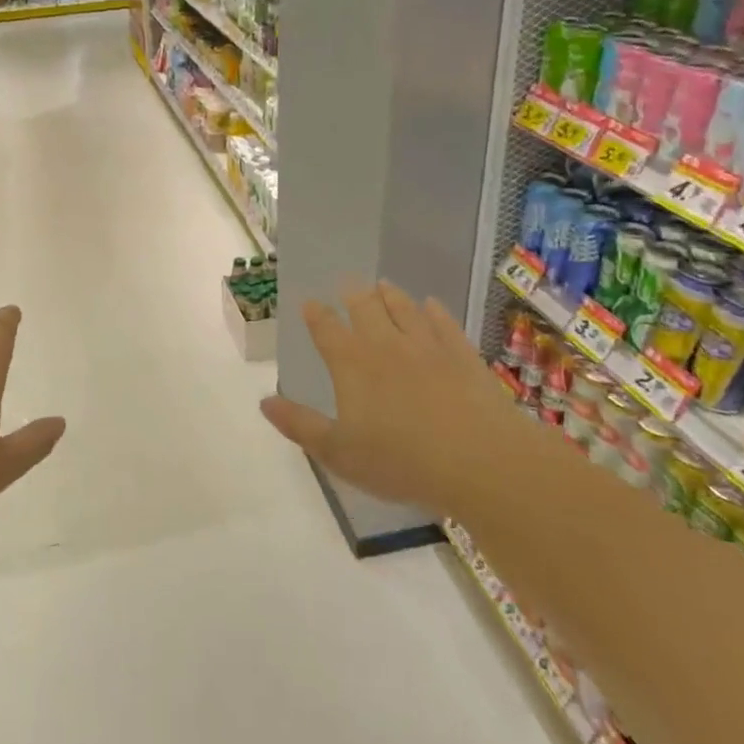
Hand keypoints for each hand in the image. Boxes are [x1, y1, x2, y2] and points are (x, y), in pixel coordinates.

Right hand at [261, 282, 511, 514]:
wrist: (479, 460)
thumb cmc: (400, 461)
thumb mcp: (338, 452)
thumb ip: (300, 424)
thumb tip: (264, 402)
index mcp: (351, 364)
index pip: (326, 330)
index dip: (316, 315)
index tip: (309, 303)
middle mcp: (386, 344)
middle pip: (365, 309)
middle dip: (352, 295)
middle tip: (347, 283)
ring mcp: (427, 346)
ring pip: (404, 309)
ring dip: (390, 295)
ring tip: (382, 285)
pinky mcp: (462, 355)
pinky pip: (444, 323)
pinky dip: (434, 311)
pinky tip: (432, 305)